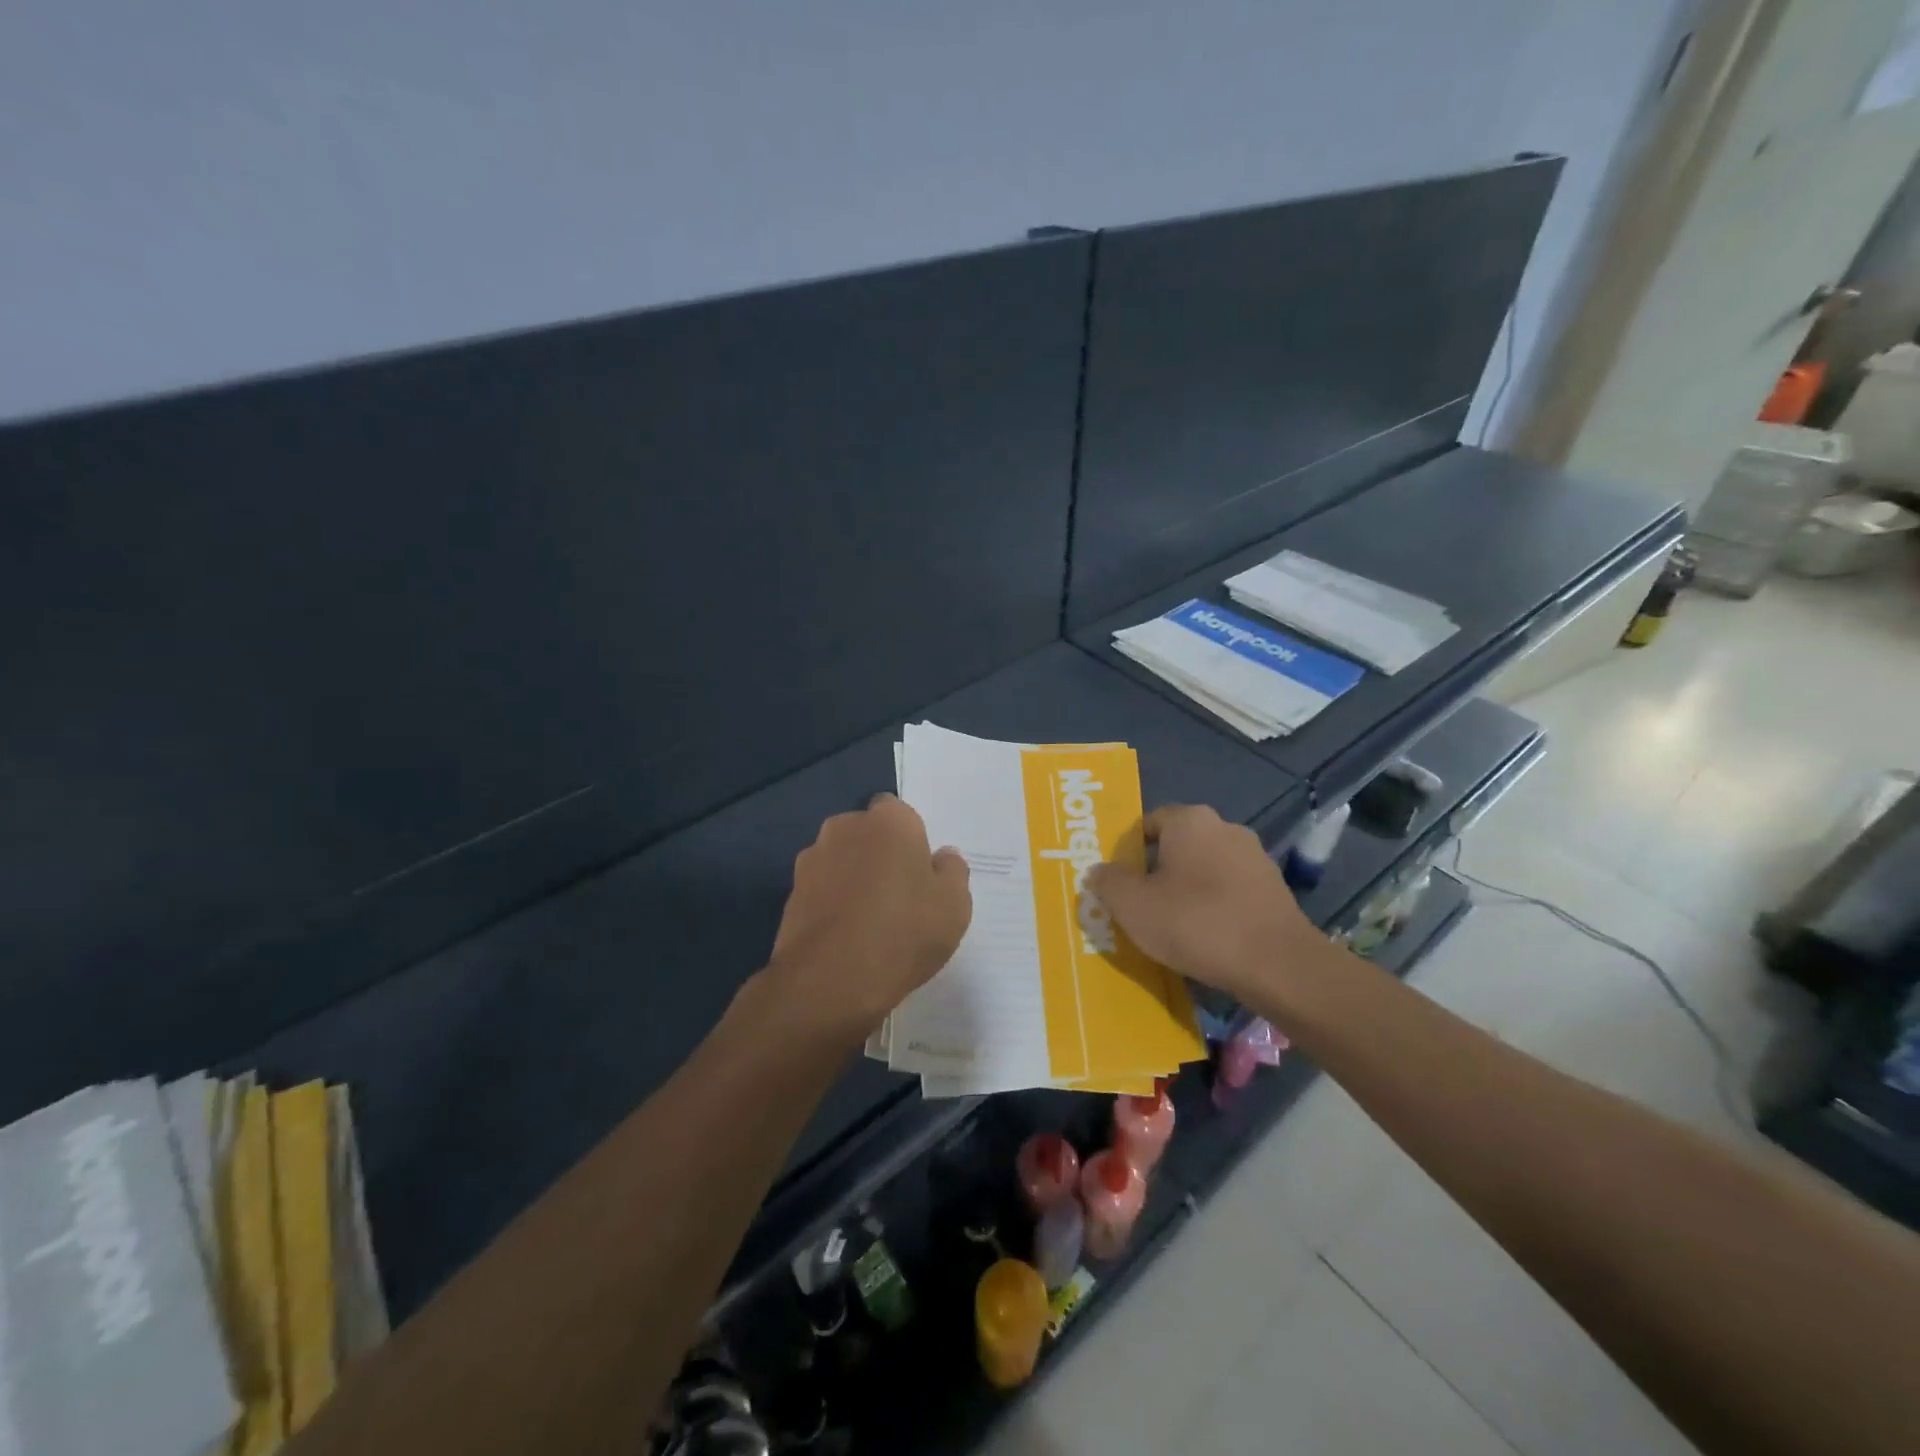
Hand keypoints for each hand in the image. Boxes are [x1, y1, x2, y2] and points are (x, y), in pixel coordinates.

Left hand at [762, 794, 971, 1040]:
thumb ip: (953, 872)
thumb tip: (943, 857)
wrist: (830, 980)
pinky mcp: (791, 892)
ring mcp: (812, 859)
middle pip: (868, 833)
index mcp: (889, 821)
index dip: (910, 840)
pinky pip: (822, 889)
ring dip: (853, 878)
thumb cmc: (904, 932)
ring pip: (842, 860)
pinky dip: (832, 903)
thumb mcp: (954, 906)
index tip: (920, 872)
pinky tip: (846, 936)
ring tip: (870, 921)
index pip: (900, 813)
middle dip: (880, 854)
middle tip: (900, 895)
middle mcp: (845, 827)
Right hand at [1087, 804, 1323, 1008]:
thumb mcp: (1132, 906)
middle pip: (1177, 846)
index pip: (1148, 823)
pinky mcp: (1275, 890)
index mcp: (1190, 820)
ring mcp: (1255, 858)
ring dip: (1187, 891)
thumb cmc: (1196, 923)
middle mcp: (1225, 828)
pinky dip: (1215, 908)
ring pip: (1205, 870)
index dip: (1128, 851)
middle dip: (1157, 872)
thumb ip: (1108, 882)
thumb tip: (1100, 871)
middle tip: (1140, 906)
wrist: (1278, 964)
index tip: (1119, 883)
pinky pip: (1230, 892)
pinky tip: (1207, 938)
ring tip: (1173, 928)